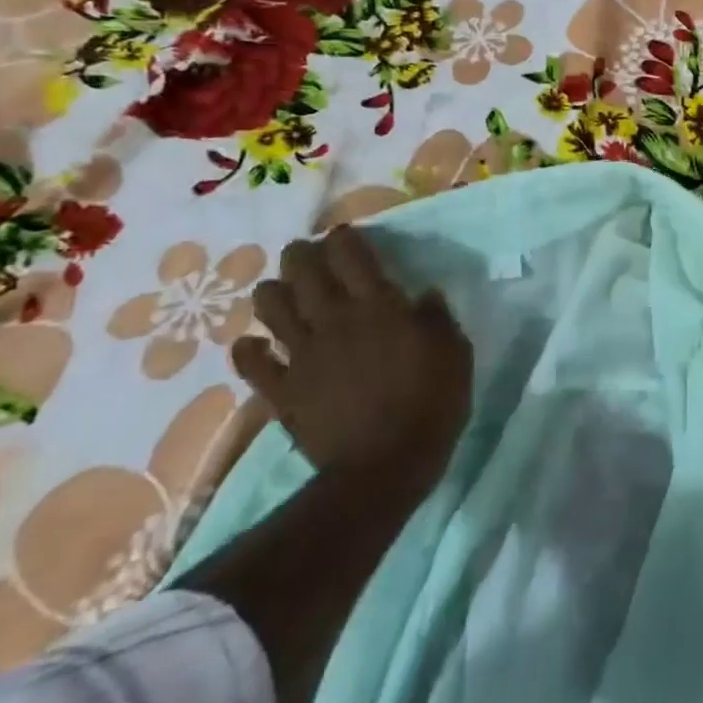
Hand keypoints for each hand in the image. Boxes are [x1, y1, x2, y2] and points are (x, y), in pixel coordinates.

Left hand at [232, 226, 471, 479]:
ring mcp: (303, 354)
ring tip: (281, 292)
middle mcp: (334, 319)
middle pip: (302, 271)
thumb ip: (437, 318)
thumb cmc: (431, 402)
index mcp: (378, 305)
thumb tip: (425, 296)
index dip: (343, 238)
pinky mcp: (282, 389)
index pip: (351, 254)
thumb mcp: (454, 352)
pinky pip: (251, 362)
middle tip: (307, 254)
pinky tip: (254, 344)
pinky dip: (248, 349)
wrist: (384, 466)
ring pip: (270, 307)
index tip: (346, 236)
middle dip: (301, 255)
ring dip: (272, 292)